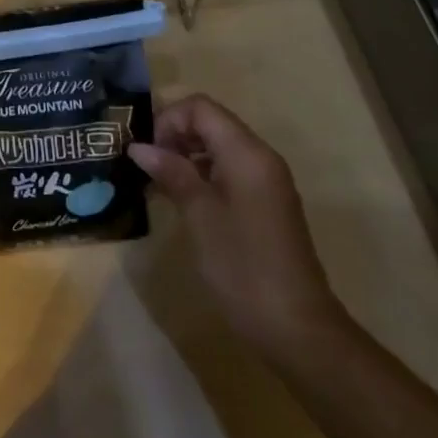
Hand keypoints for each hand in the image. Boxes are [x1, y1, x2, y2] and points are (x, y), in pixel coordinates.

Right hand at [128, 93, 344, 353]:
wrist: (298, 329)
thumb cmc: (243, 266)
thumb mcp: (199, 215)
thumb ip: (171, 172)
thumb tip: (139, 146)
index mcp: (247, 153)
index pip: (201, 107)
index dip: (169, 119)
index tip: (148, 151)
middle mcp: (260, 157)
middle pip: (211, 122)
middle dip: (175, 135)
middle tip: (148, 166)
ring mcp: (266, 182)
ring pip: (219, 146)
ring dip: (186, 155)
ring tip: (160, 184)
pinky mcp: (266, 204)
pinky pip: (229, 170)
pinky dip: (203, 174)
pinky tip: (184, 201)